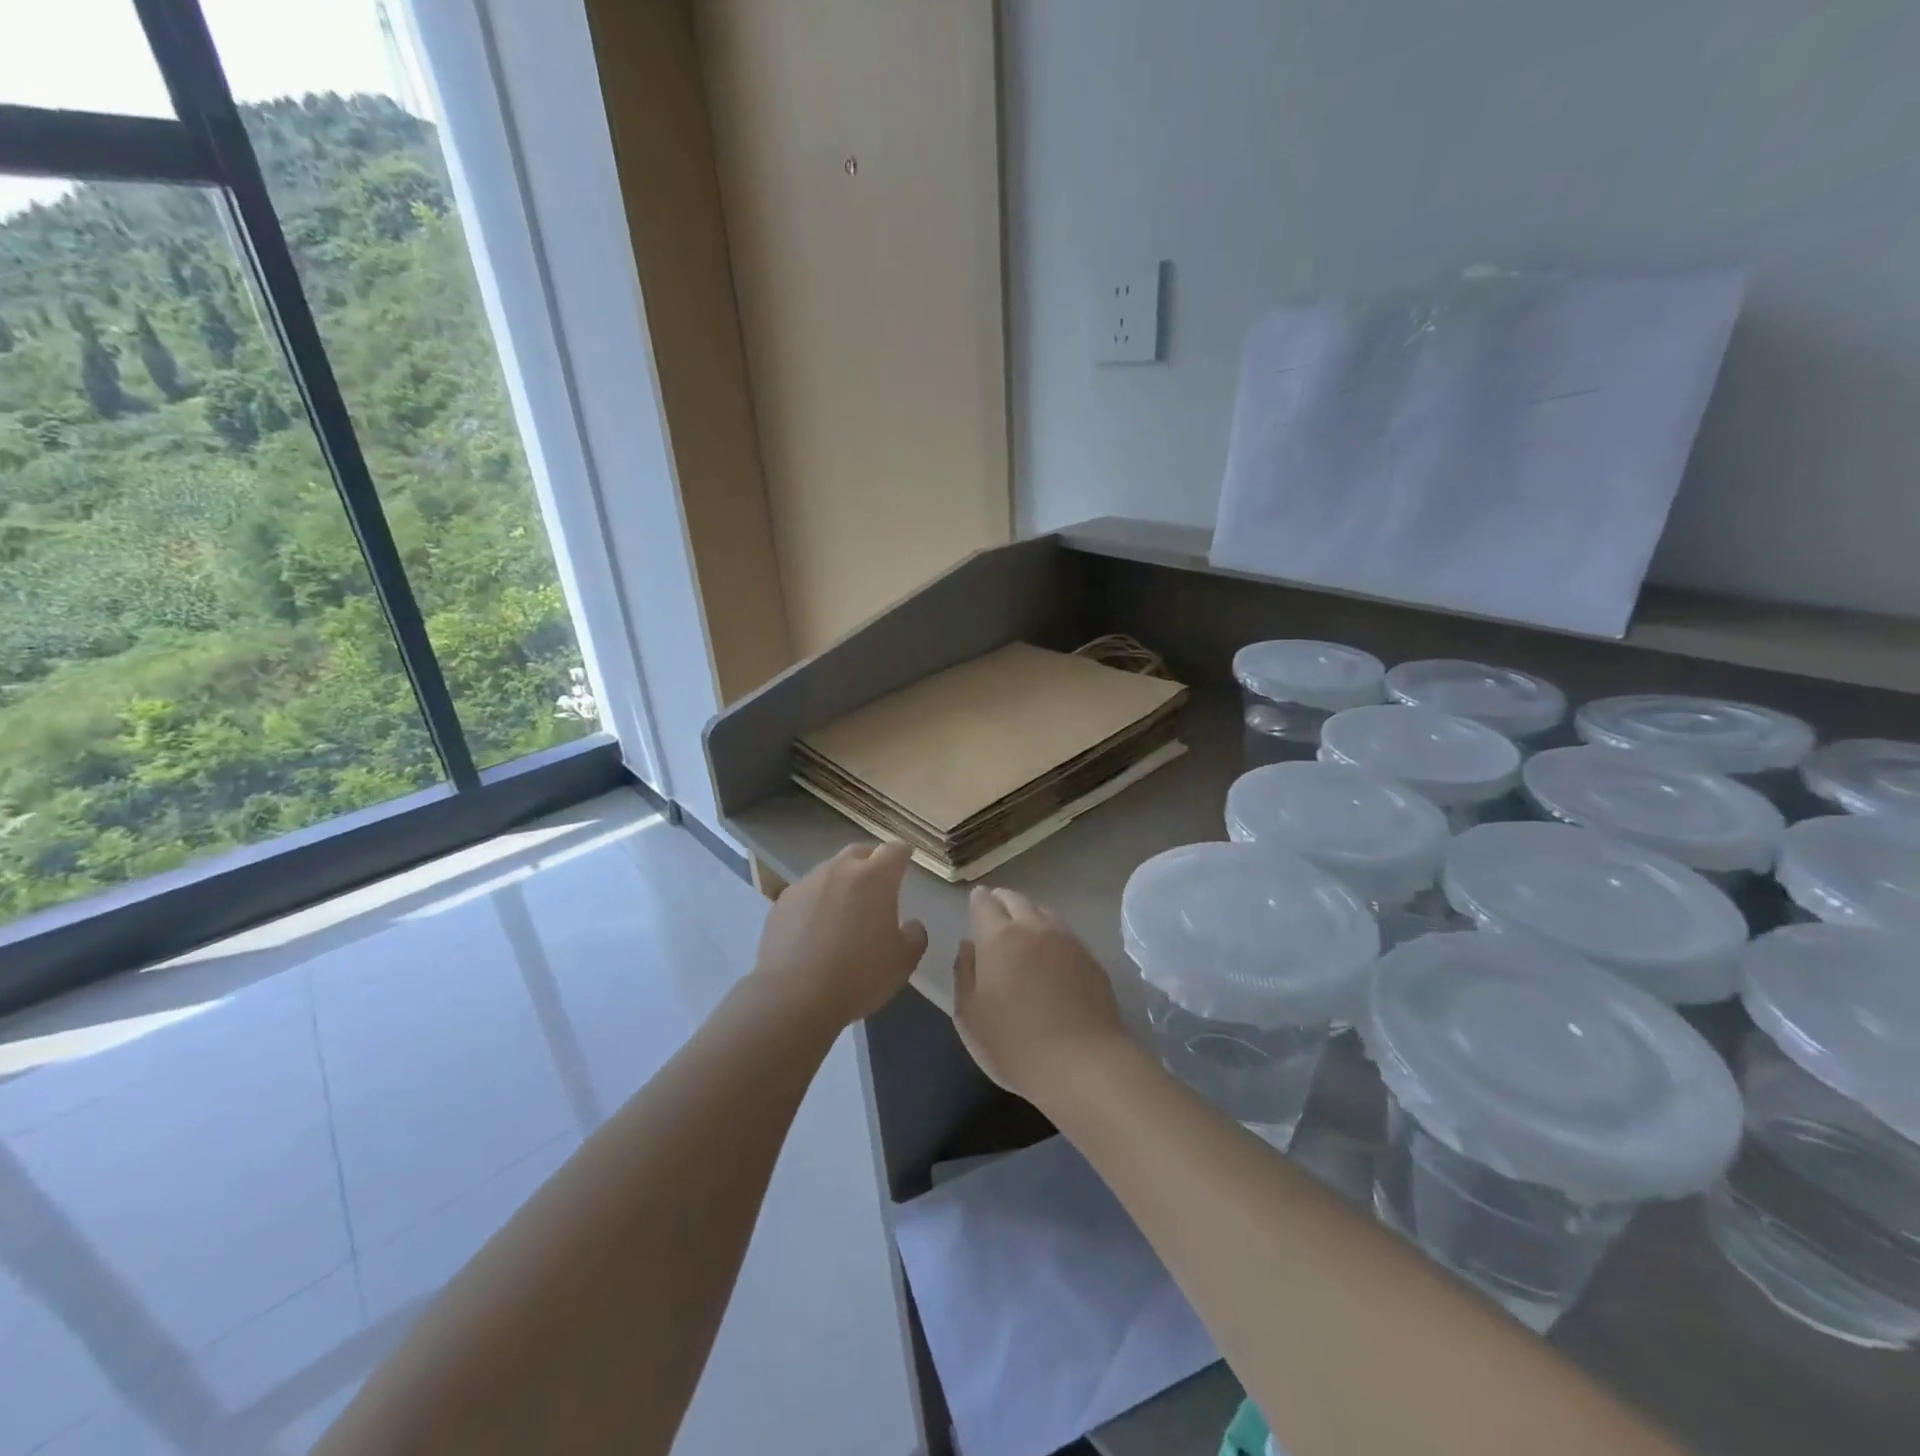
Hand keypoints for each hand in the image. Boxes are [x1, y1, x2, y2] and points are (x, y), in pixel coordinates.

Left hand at [753, 842, 927, 1028]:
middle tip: (878, 880)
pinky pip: (806, 893)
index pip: (894, 850)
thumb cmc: (859, 975)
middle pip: (859, 852)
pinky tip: (816, 928)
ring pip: (830, 871)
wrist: (794, 996)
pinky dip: (817, 901)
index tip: (907, 857)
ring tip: (845, 908)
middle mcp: (840, 870)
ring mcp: (806, 884)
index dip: (903, 853)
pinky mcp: (781, 903)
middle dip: (872, 860)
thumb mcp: (903, 961)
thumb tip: (911, 925)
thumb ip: (914, 936)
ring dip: (842, 881)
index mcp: (875, 878)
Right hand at [952, 886, 1125, 1102]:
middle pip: (1016, 900)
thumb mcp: (969, 1016)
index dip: (977, 901)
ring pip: (1043, 912)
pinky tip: (1050, 953)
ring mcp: (1066, 940)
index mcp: (999, 938)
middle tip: (995, 911)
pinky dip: (1051, 934)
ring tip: (1022, 929)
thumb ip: (963, 974)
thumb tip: (968, 945)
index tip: (975, 903)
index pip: (984, 903)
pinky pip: (1064, 933)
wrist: (1082, 1064)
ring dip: (1028, 914)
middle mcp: (1033, 928)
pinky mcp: (1090, 958)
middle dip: (1002, 900)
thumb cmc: (1014, 1044)